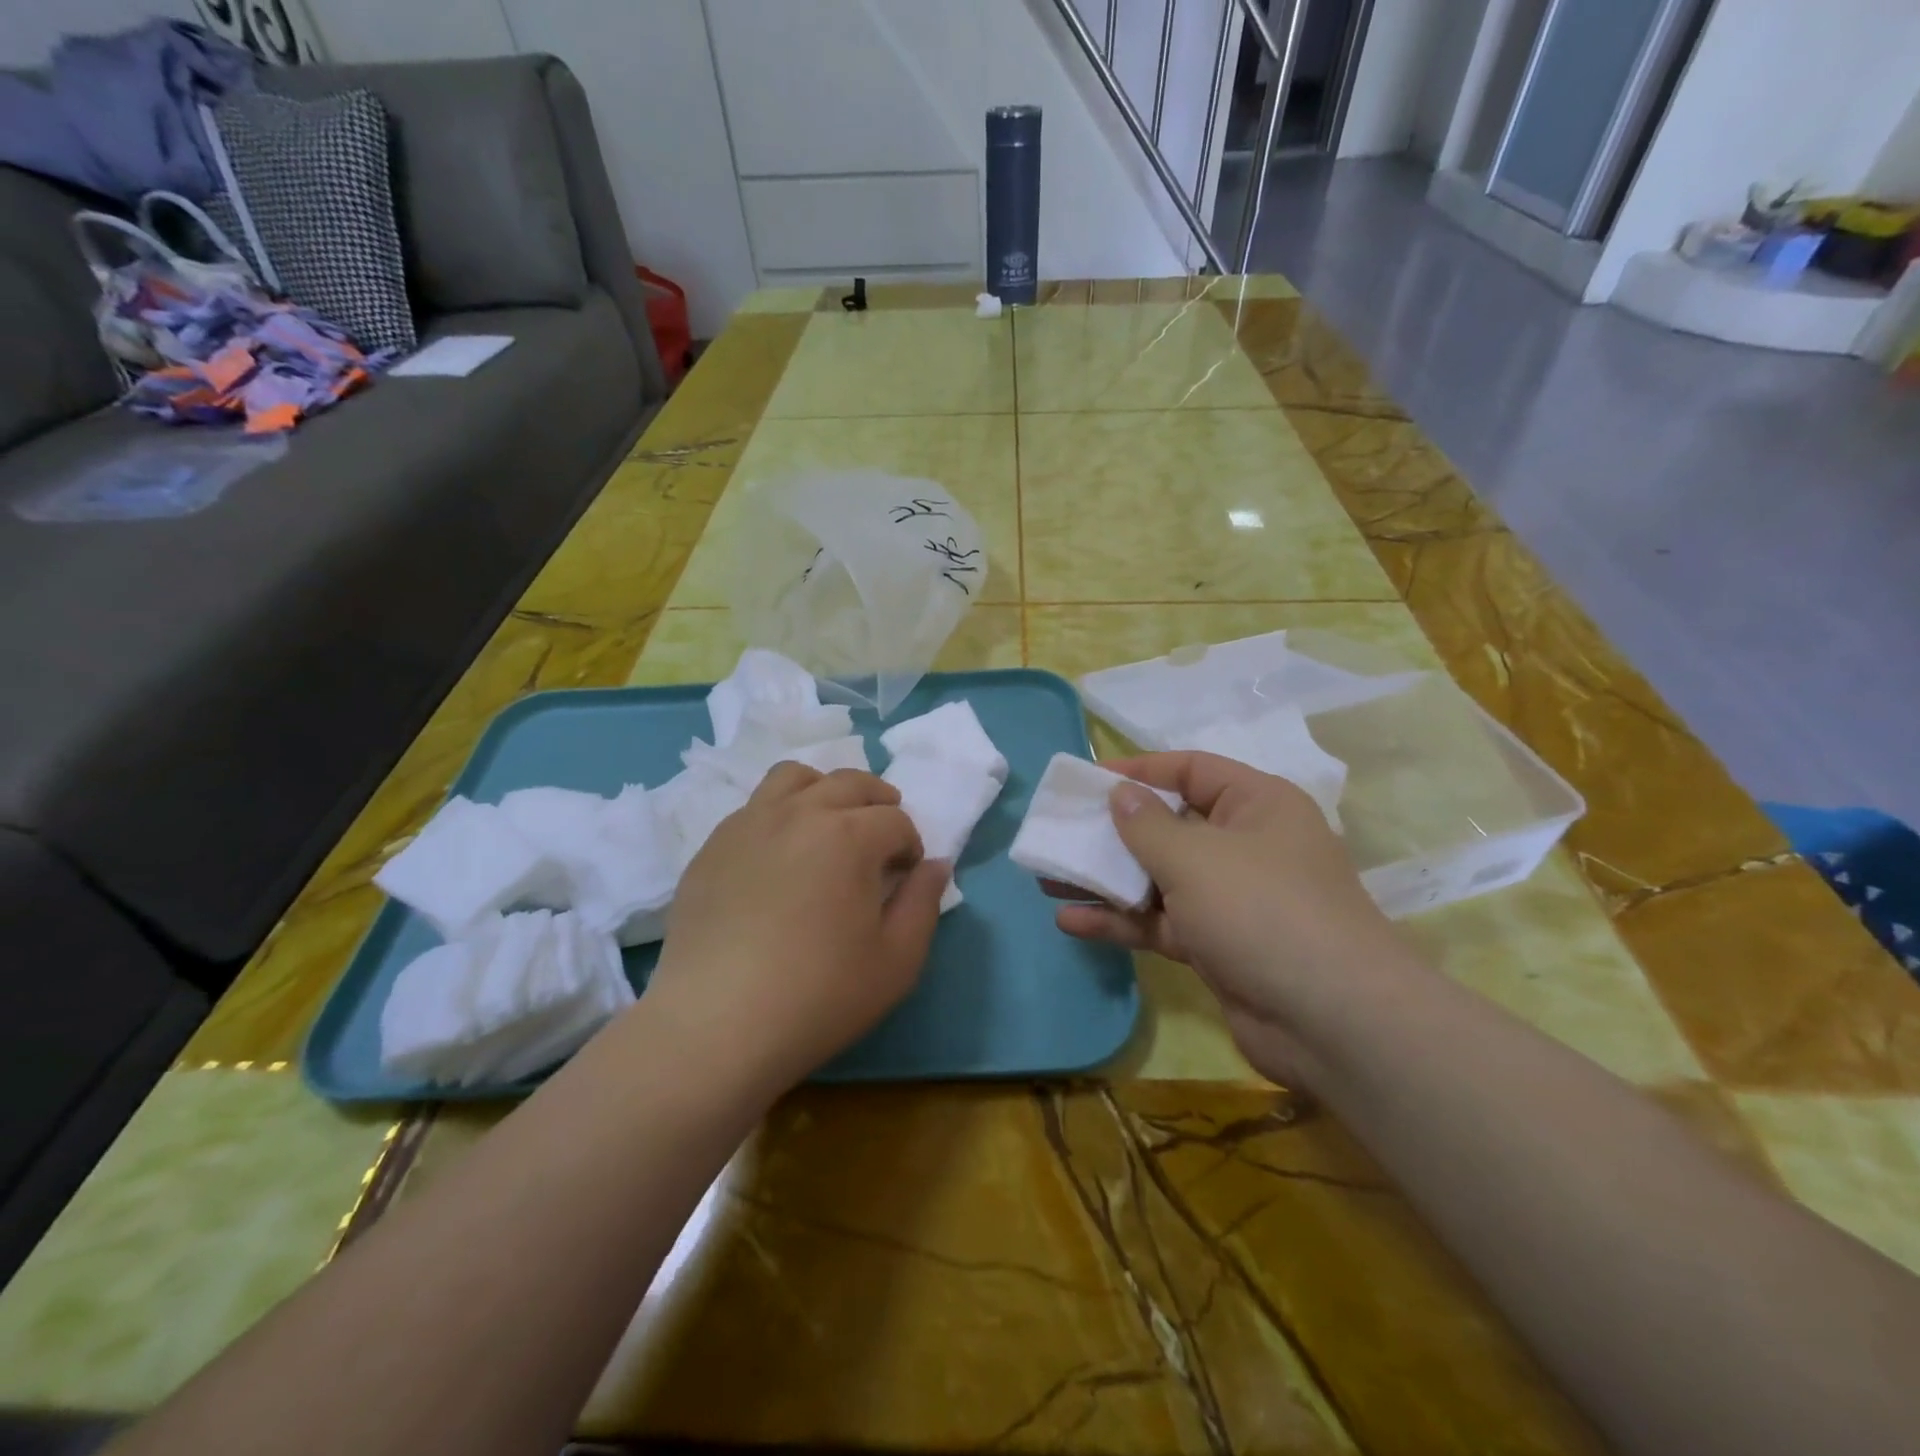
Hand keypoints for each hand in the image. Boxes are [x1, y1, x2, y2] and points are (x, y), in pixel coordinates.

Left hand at [649, 763, 948, 1094]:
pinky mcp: (712, 845)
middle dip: (878, 804)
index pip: (896, 819)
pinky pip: (754, 807)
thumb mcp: (896, 960)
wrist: (716, 1025)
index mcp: (850, 835)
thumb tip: (936, 865)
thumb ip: (924, 903)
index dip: (910, 846)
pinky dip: (779, 814)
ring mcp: (749, 823)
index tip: (905, 877)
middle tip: (880, 840)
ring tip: (828, 826)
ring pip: (794, 777)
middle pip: (850, 783)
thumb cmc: (819, 995)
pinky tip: (778, 857)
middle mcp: (799, 813)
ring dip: (824, 791)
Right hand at [1051, 752, 1411, 1085]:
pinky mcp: (1217, 945)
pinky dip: (1120, 921)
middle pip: (1169, 825)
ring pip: (1158, 878)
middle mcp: (1246, 845)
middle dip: (1112, 832)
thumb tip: (1120, 794)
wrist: (1332, 1022)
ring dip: (1107, 879)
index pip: (1191, 770)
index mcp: (1257, 805)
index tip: (1089, 781)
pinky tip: (1071, 921)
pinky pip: (1161, 922)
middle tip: (1060, 833)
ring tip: (1049, 877)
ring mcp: (1231, 899)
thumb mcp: (1195, 857)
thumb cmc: (1262, 911)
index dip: (1140, 770)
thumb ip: (1147, 825)